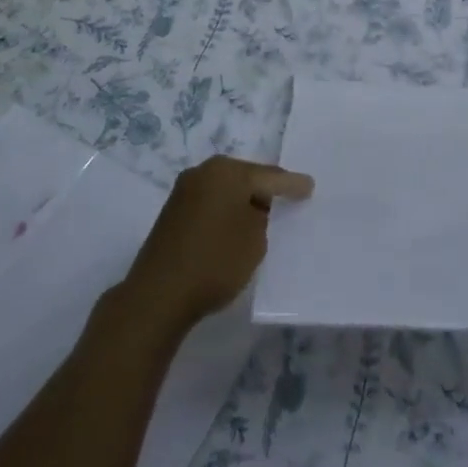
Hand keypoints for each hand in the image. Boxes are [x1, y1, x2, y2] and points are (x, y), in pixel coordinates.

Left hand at [120, 156, 312, 335]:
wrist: (157, 295)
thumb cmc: (215, 261)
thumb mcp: (255, 239)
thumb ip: (263, 215)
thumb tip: (255, 208)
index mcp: (227, 171)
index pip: (269, 176)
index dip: (291, 185)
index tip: (309, 187)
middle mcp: (204, 172)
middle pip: (245, 178)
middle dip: (265, 189)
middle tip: (287, 199)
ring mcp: (184, 191)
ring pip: (226, 191)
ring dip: (243, 202)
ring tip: (264, 216)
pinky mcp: (173, 213)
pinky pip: (210, 204)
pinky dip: (226, 212)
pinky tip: (235, 227)